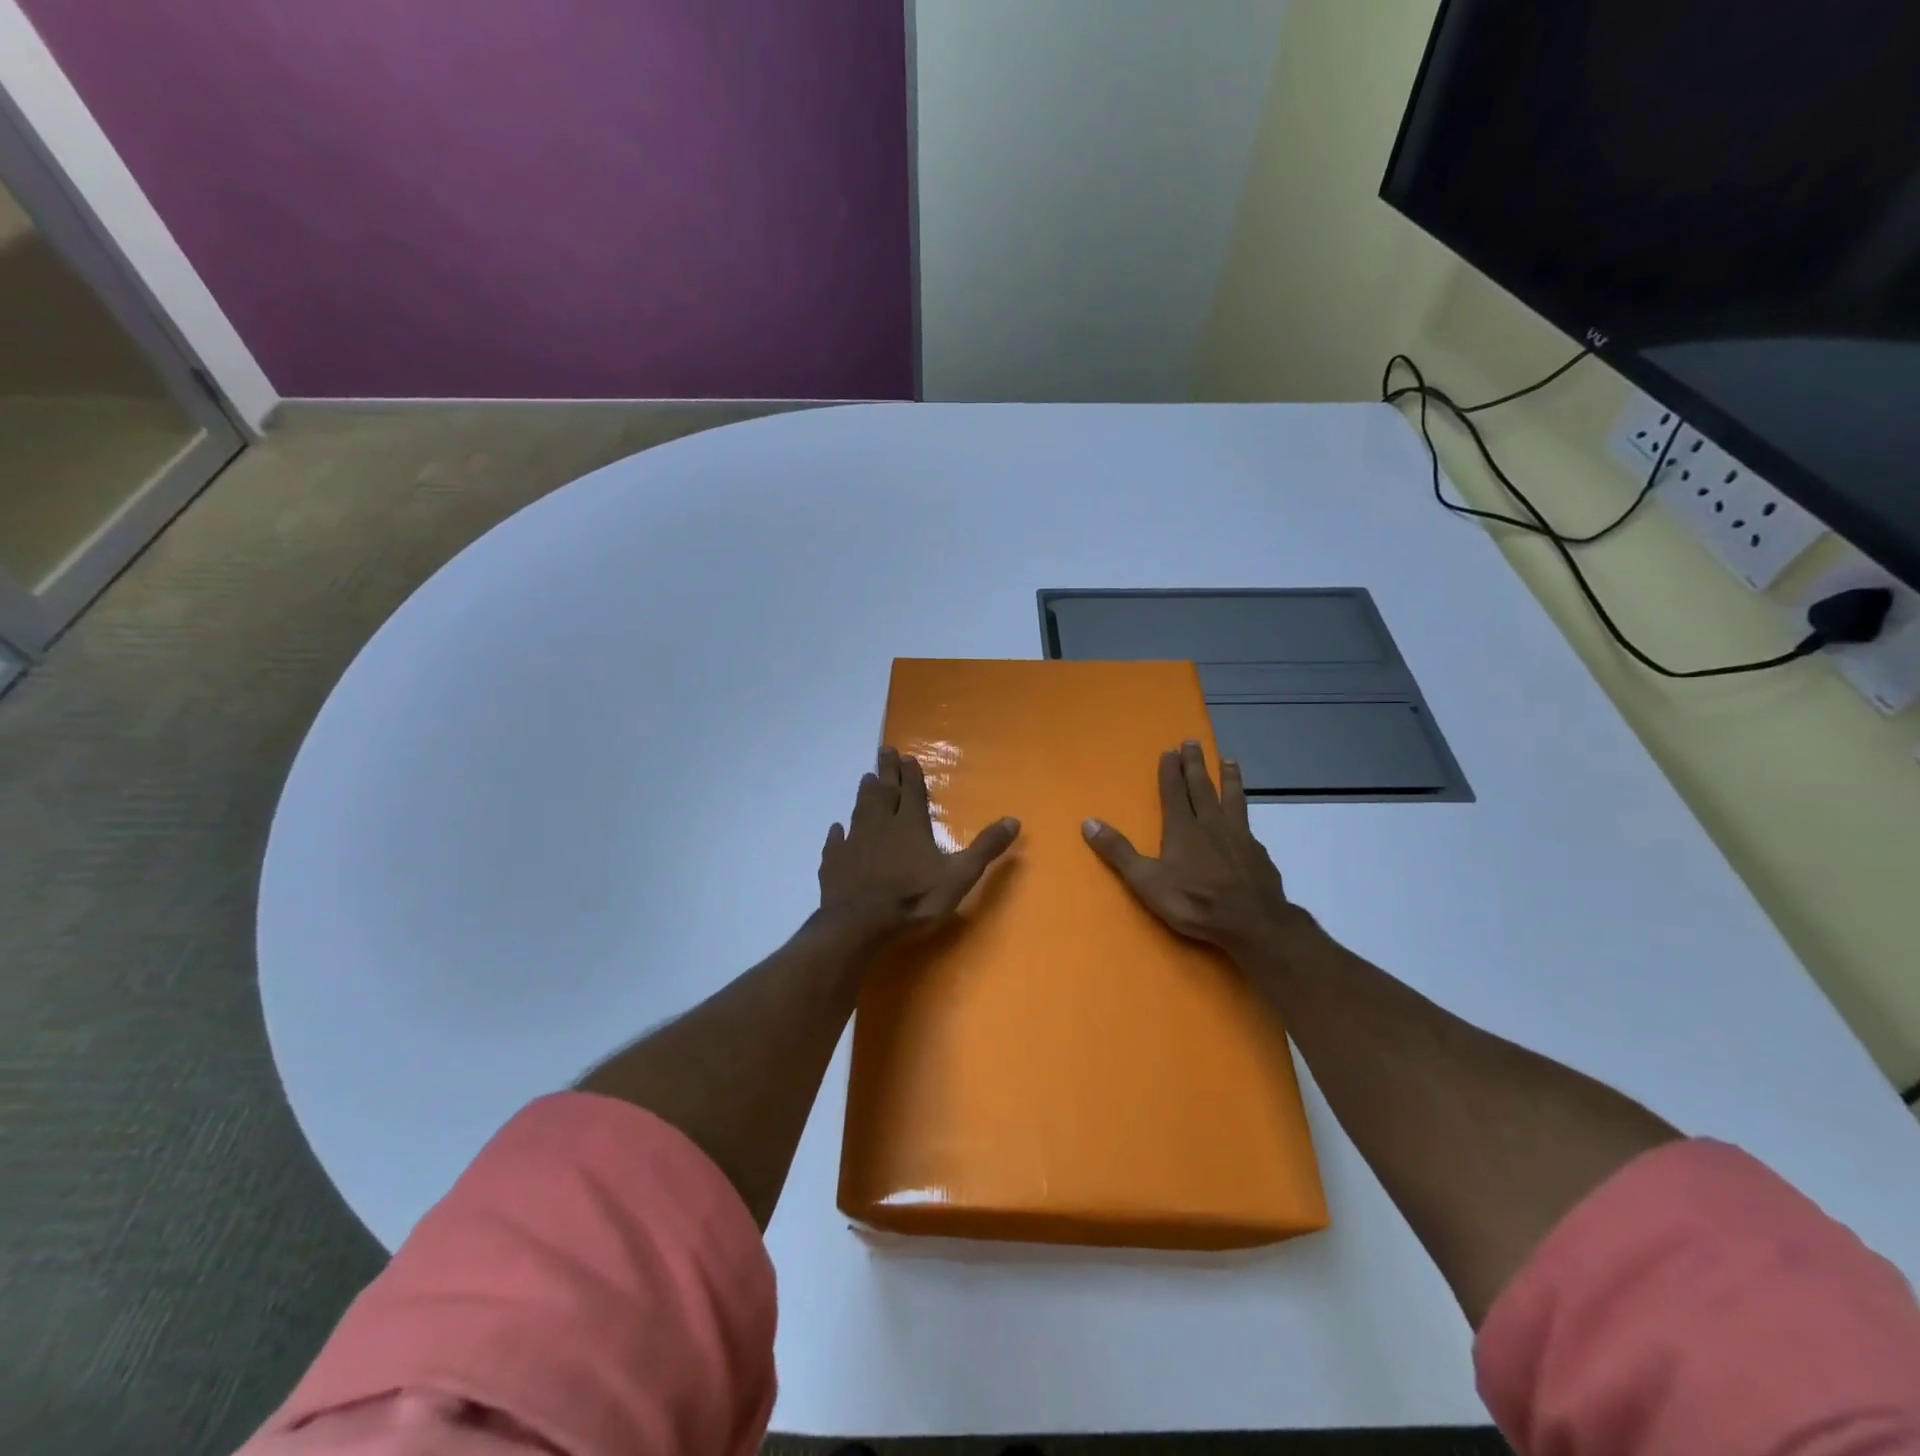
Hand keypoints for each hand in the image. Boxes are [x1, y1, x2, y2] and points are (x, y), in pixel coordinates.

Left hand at [818, 747, 1020, 943]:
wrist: (860, 926)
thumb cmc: (913, 900)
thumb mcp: (959, 876)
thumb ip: (985, 848)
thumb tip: (1014, 819)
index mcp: (910, 825)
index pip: (912, 791)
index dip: (911, 774)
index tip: (907, 756)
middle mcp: (880, 825)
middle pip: (884, 792)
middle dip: (886, 771)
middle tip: (884, 750)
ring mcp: (854, 843)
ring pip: (860, 810)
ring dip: (864, 793)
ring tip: (865, 778)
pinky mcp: (834, 863)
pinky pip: (836, 842)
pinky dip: (837, 833)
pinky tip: (836, 829)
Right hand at [1082, 741, 1306, 960]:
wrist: (1253, 923)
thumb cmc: (1194, 902)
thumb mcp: (1147, 881)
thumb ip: (1119, 852)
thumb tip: (1088, 822)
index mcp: (1183, 828)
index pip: (1174, 792)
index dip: (1170, 771)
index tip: (1170, 750)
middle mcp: (1211, 824)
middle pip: (1202, 787)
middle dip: (1195, 764)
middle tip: (1193, 741)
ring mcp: (1238, 836)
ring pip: (1232, 799)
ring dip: (1228, 778)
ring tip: (1228, 761)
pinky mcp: (1258, 852)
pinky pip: (1248, 824)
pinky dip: (1244, 813)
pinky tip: (1246, 819)